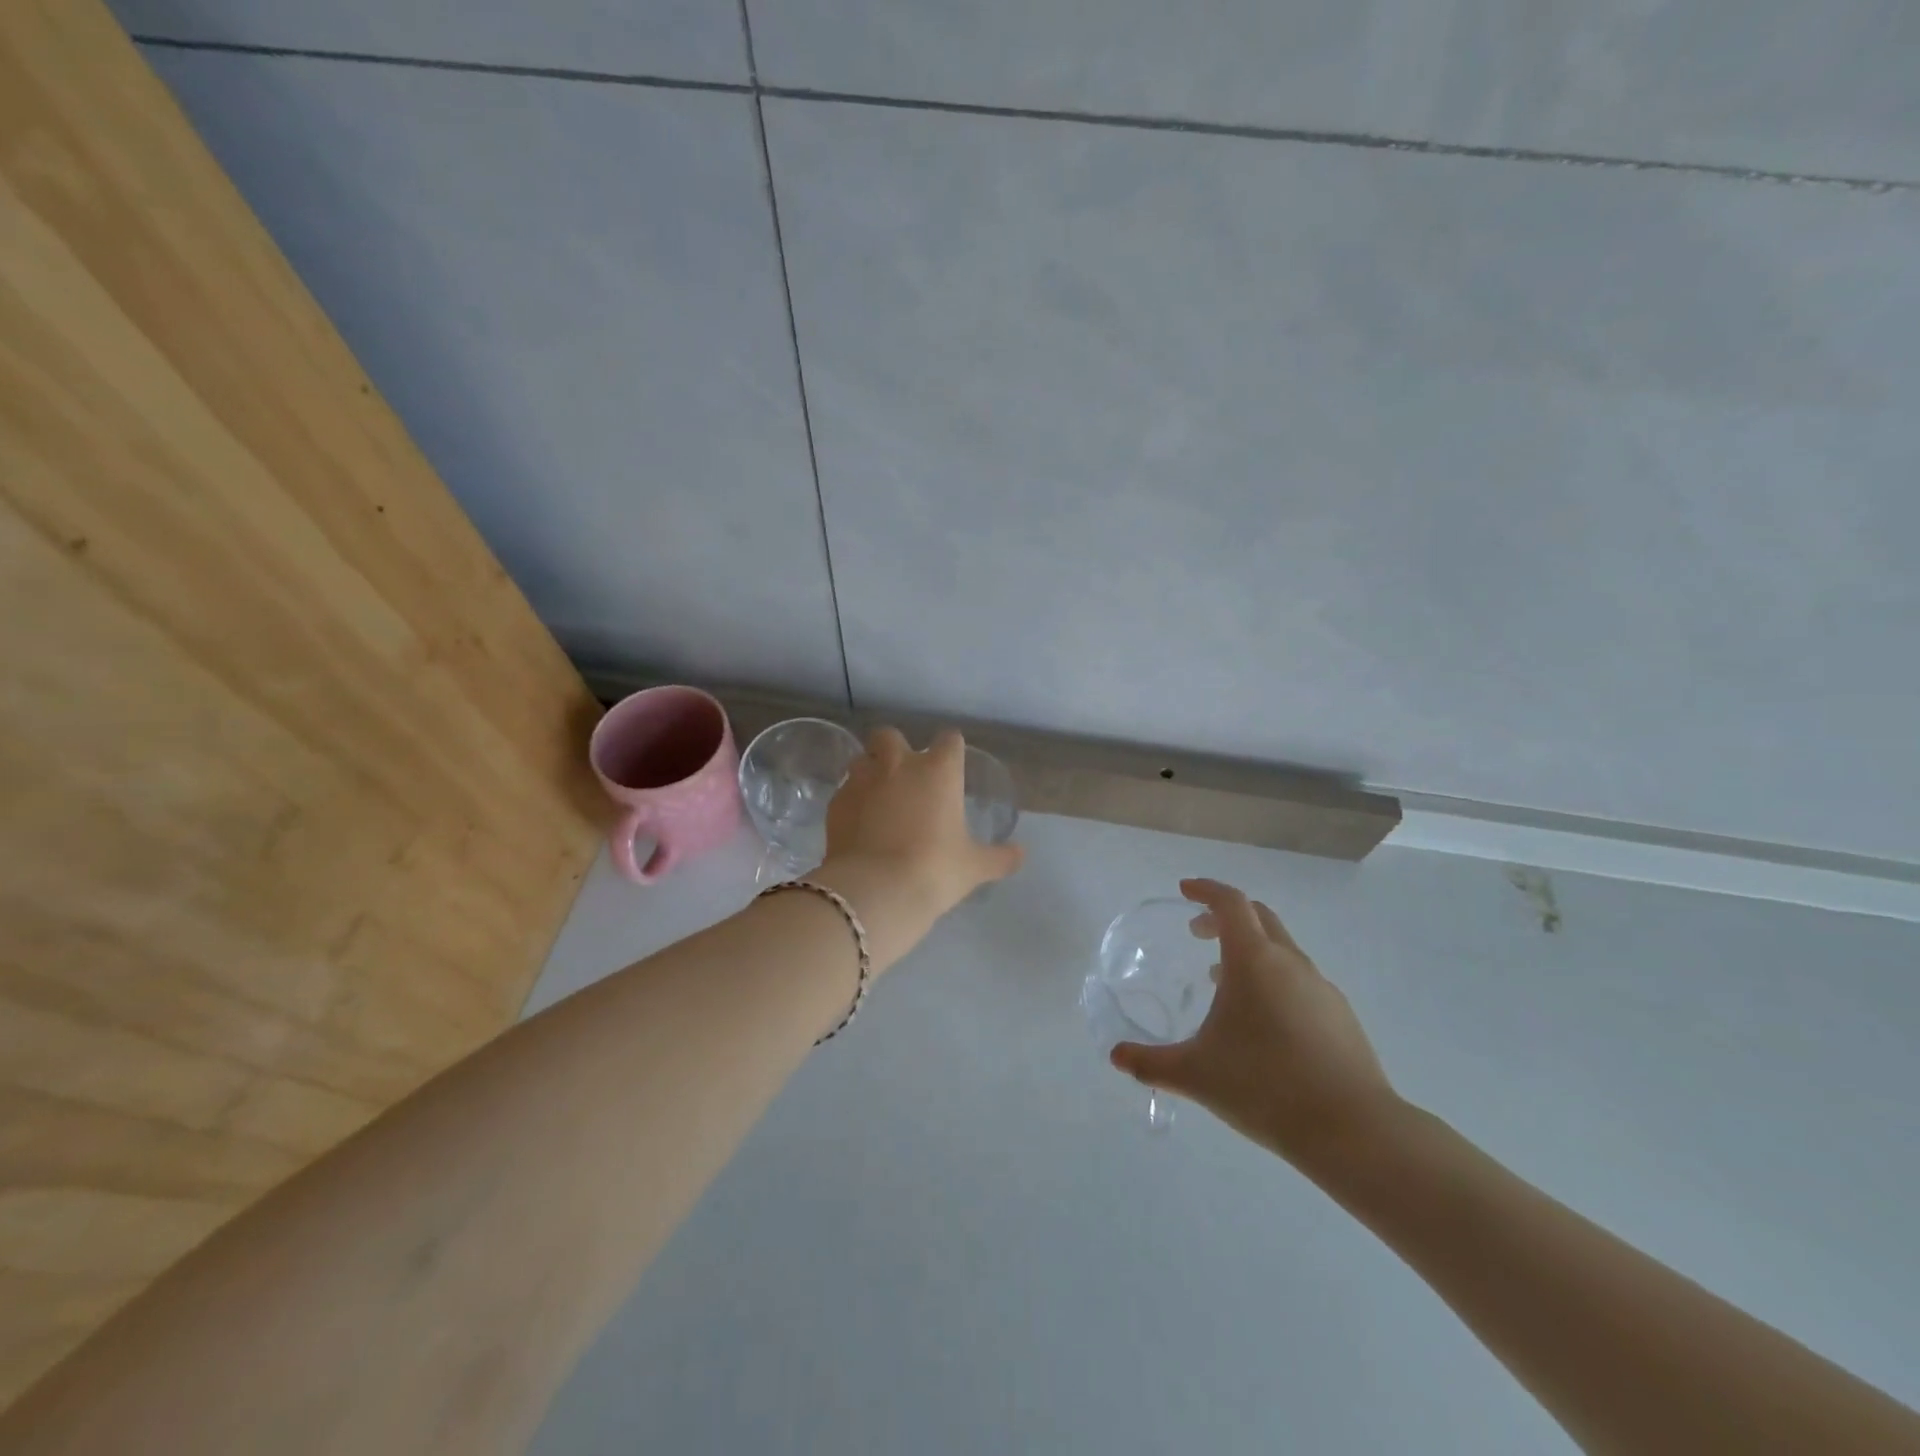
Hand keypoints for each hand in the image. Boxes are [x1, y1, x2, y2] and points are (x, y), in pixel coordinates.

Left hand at [813, 727, 1024, 969]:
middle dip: (895, 748)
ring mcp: (861, 781)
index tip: (951, 765)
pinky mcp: (835, 802)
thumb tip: (1021, 854)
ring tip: (877, 797)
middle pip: (890, 735)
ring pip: (861, 758)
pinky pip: (844, 790)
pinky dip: (852, 800)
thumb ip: (999, 857)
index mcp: (938, 771)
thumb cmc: (935, 869)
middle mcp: (898, 765)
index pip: (949, 739)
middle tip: (904, 775)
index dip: (951, 750)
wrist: (876, 890)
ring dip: (869, 770)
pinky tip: (858, 823)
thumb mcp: (974, 867)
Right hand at [1110, 878, 1398, 1166]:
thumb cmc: (1264, 1087)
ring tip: (1224, 981)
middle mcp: (1289, 962)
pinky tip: (1264, 1022)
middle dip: (1225, 916)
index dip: (1206, 890)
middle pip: (1258, 917)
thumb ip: (1151, 1063)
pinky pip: (1300, 980)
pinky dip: (1274, 980)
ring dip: (1250, 951)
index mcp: (1253, 960)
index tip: (1185, 891)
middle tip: (1198, 933)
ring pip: (1281, 950)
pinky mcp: (1341, 1016)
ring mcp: (1321, 988)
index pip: (1230, 903)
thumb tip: (1116, 1057)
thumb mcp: (1196, 1074)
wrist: (1354, 1131)